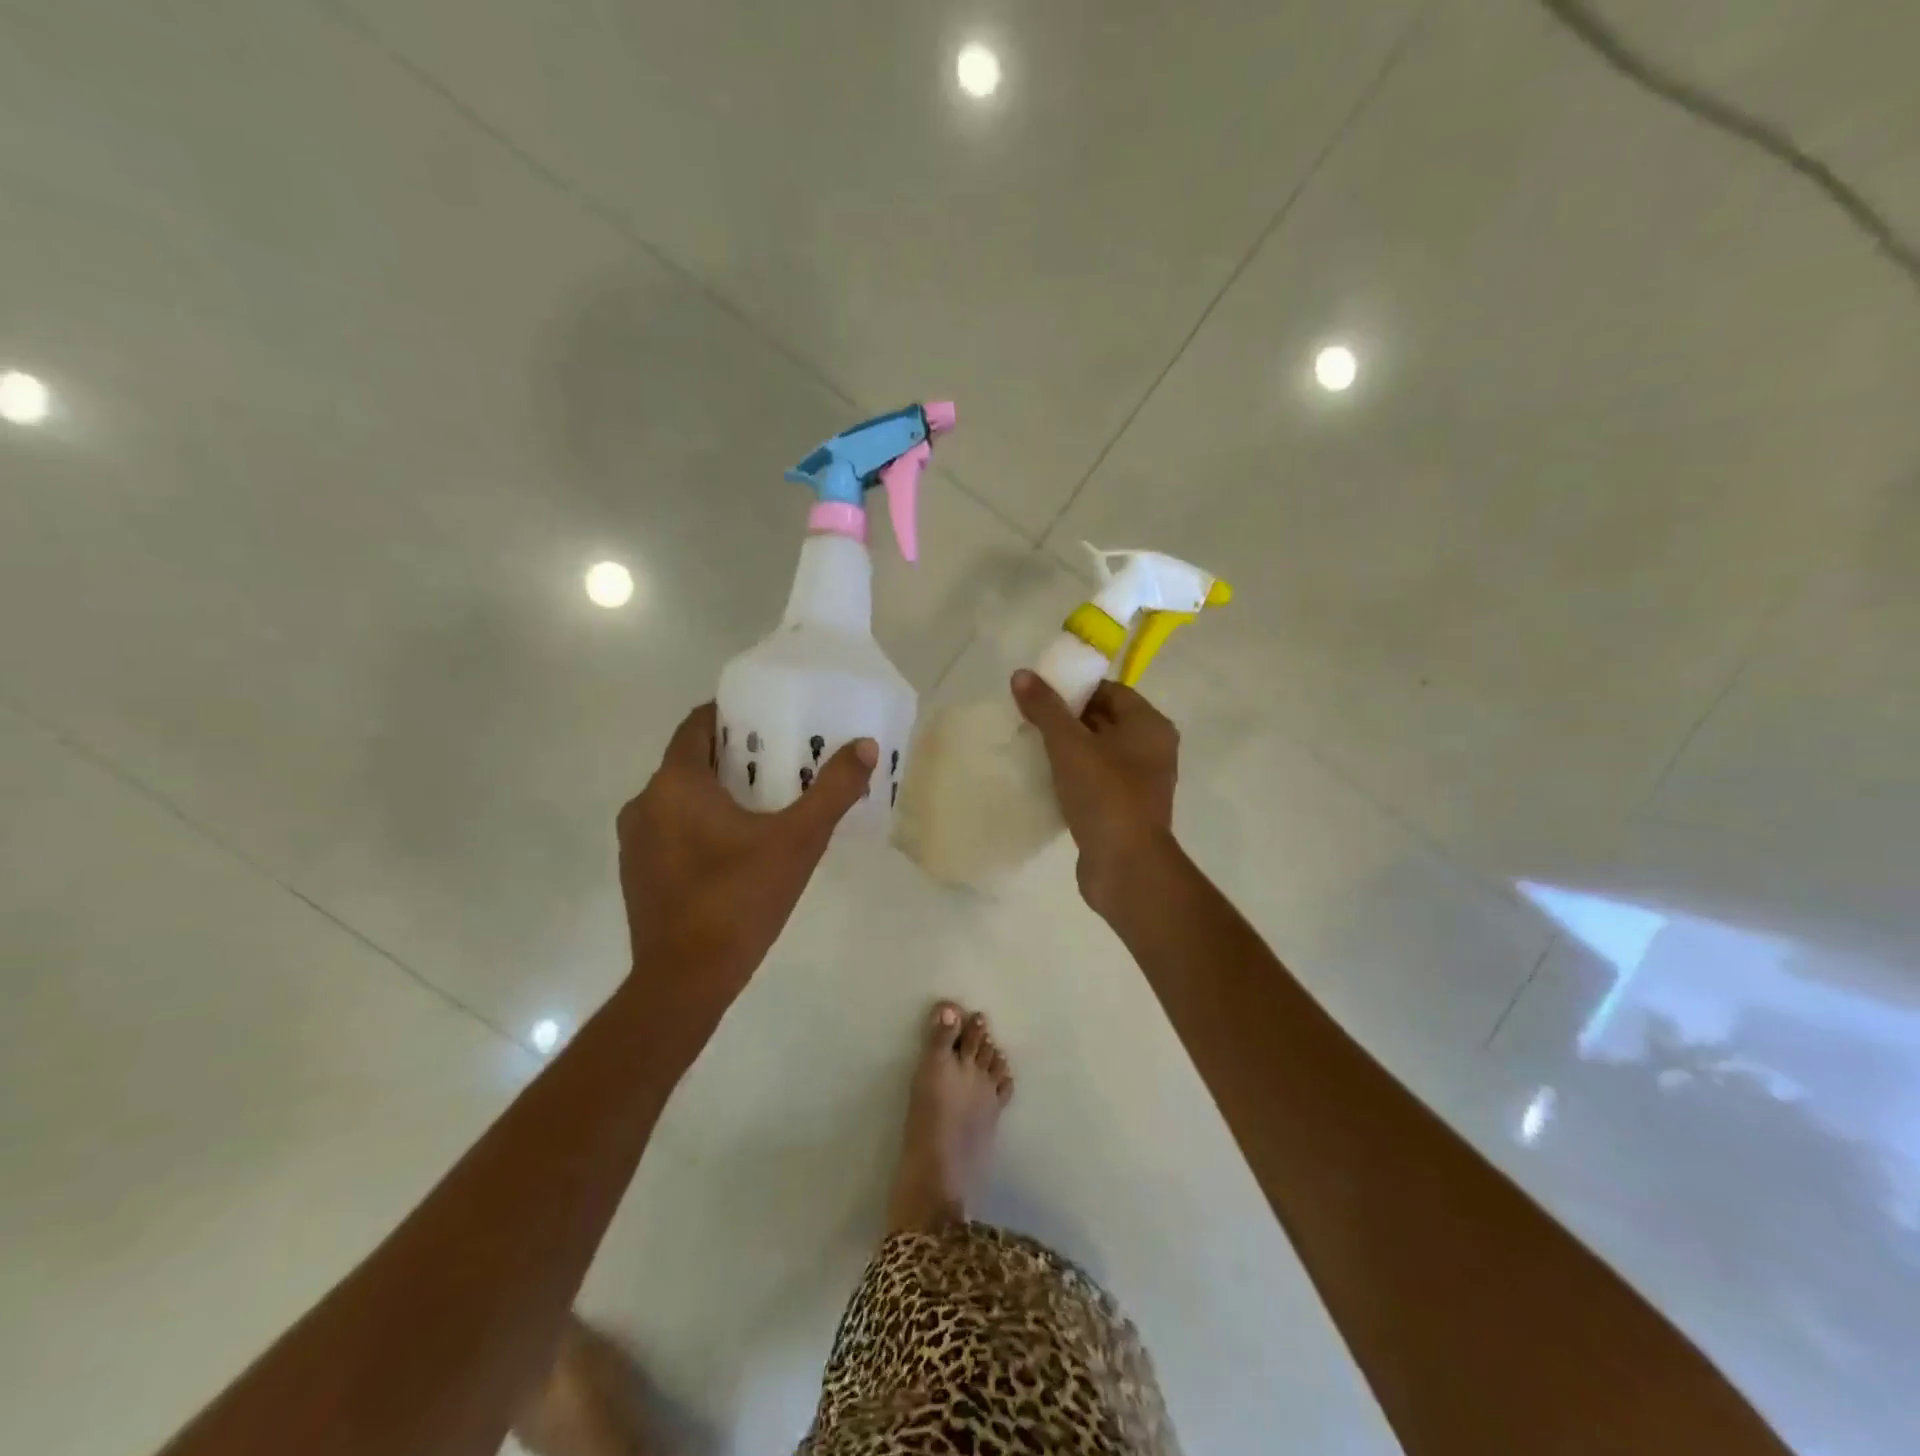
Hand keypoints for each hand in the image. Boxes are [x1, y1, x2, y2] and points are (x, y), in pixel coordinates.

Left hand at [616, 702, 875, 1039]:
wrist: (685, 979)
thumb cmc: (740, 898)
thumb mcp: (799, 841)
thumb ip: (833, 790)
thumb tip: (864, 747)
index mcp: (676, 783)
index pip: (696, 725)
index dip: (729, 714)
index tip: (765, 718)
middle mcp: (644, 802)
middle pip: (689, 761)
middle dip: (731, 756)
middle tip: (778, 760)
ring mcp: (634, 840)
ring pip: (677, 797)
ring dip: (714, 792)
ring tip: (762, 802)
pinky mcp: (636, 872)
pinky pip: (669, 829)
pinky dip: (697, 823)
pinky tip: (734, 848)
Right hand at [1010, 671, 1180, 912]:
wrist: (1126, 867)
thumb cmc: (1105, 795)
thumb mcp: (1069, 745)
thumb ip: (1046, 708)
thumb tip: (1022, 674)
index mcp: (1150, 726)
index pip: (1111, 691)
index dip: (1075, 689)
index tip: (1040, 695)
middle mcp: (1152, 750)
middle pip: (1104, 721)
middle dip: (1066, 720)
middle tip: (1029, 720)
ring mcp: (1140, 783)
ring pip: (1098, 754)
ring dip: (1067, 751)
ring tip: (1031, 748)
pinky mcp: (1125, 811)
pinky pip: (1096, 782)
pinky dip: (1072, 778)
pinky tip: (1044, 781)